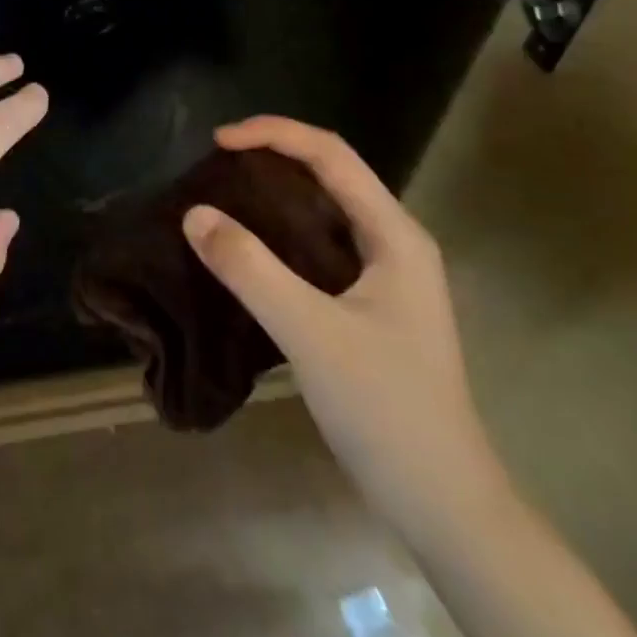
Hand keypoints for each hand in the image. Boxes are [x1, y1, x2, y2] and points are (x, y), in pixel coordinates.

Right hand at [182, 117, 508, 543]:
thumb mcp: (310, 332)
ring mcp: (387, 275)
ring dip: (278, 190)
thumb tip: (195, 213)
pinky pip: (321, 243)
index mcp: (395, 235)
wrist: (442, 503)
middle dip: (274, 154)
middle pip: (332, 172)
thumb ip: (250, 269)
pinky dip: (283, 229)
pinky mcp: (371, 303)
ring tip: (226, 191)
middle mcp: (395, 243)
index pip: (331, 154)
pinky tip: (252, 245)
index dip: (273, 134)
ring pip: (327, 208)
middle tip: (217, 162)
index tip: (217, 141)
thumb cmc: (385, 408)